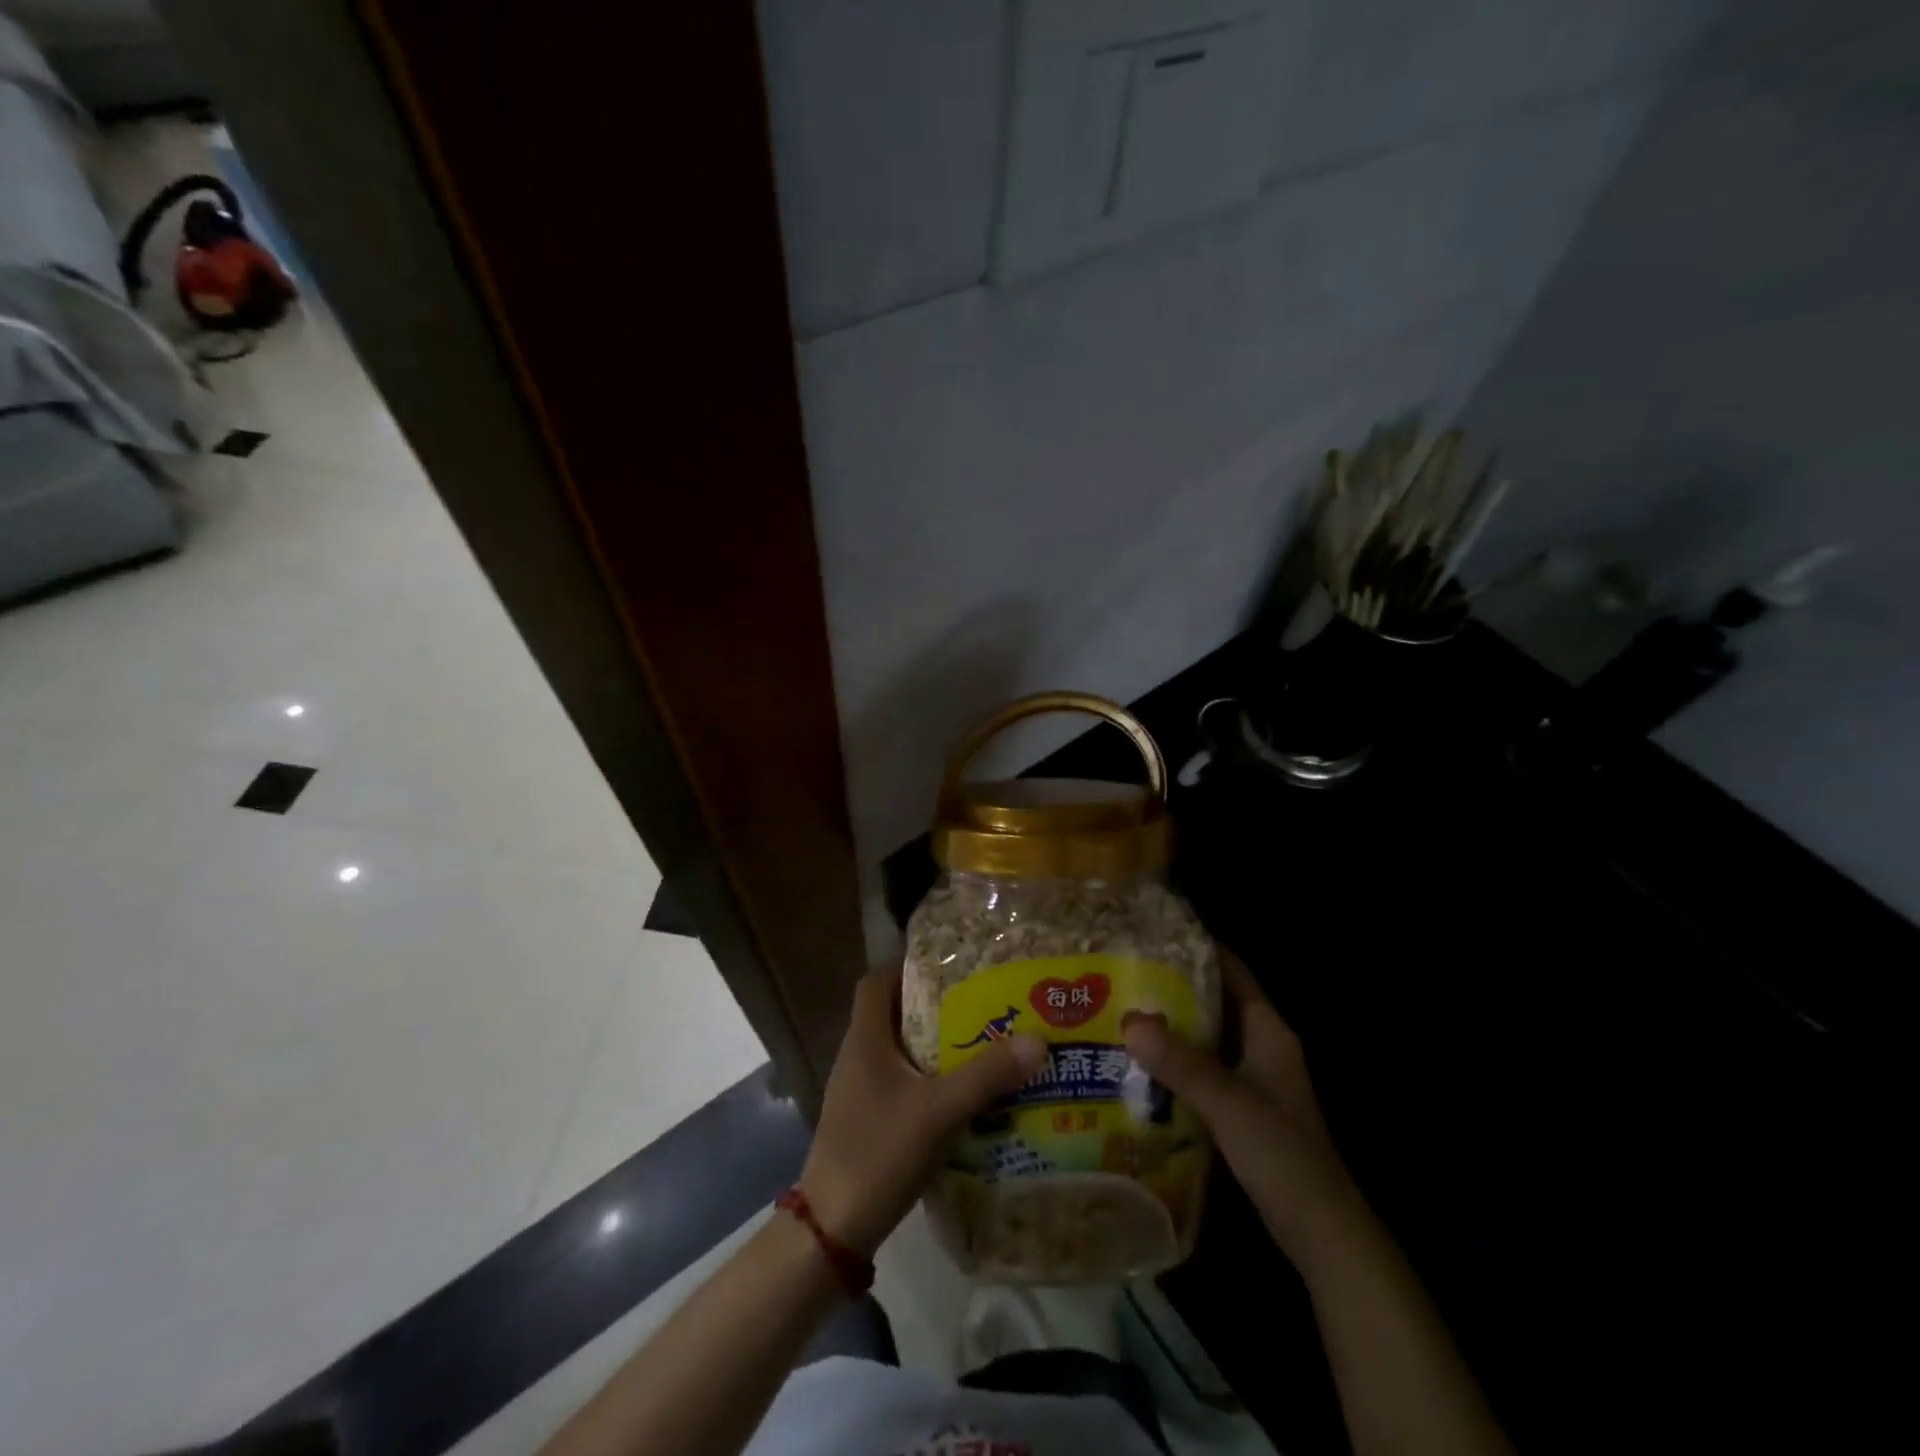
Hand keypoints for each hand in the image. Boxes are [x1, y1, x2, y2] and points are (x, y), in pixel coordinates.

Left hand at [799, 961, 1047, 1259]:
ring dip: (934, 1043)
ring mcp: (860, 1090)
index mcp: (865, 1039)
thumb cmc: (879, 1153)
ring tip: (981, 1041)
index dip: (907, 966)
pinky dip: (929, 1078)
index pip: (876, 981)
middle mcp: (858, 1056)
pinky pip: (901, 1082)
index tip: (949, 965)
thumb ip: (987, 1076)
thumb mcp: (938, 1111)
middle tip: (980, 1001)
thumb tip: (1038, 1039)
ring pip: (899, 1049)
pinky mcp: (868, 1119)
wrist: (832, 1229)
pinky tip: (962, 1093)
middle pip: (893, 1012)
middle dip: (934, 1004)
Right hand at [1122, 949, 1360, 1261]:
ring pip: (1207, 1039)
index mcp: (1269, 1031)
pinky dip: (1176, 1063)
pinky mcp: (1242, 1110)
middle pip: (1216, 1003)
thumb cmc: (1282, 1154)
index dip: (1199, 950)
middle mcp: (1262, 1047)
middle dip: (1174, 988)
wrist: (1320, 1231)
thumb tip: (1129, 1021)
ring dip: (1172, 1027)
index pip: (1234, 972)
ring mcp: (1254, 1080)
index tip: (1154, 934)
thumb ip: (1181, 1062)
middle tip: (1125, 974)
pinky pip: (1203, 1071)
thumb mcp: (1228, 1102)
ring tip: (1122, 1013)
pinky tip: (1140, 1066)